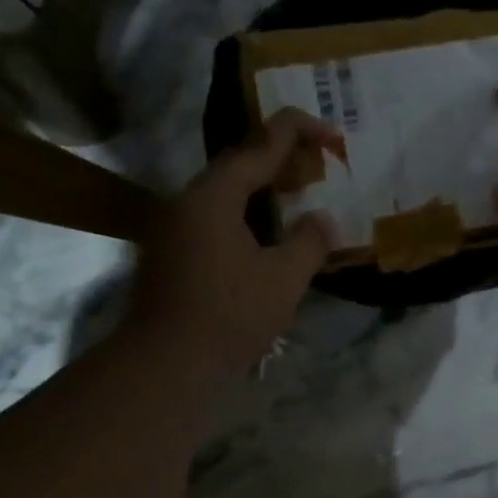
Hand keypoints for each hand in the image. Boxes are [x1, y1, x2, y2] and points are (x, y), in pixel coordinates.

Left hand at [130, 109, 338, 374]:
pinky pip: (213, 221)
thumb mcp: (283, 279)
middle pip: (237, 167)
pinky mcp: (169, 256)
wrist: (165, 365)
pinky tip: (266, 239)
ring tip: (297, 199)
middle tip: (317, 167)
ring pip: (223, 197)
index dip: (298, 132)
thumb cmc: (228, 316)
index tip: (332, 133)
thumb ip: (309, 242)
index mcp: (212, 197)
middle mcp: (185, 202)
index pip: (258, 147)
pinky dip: (245, 219)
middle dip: (279, 161)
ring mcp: (172, 230)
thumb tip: (322, 219)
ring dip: (261, 193)